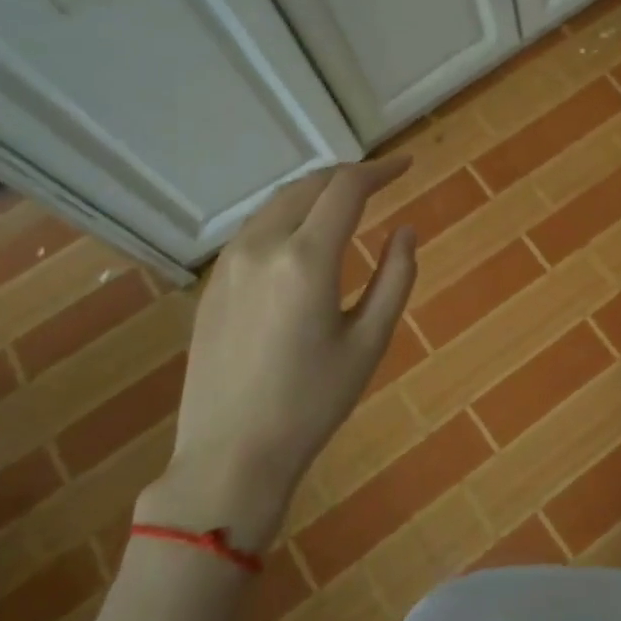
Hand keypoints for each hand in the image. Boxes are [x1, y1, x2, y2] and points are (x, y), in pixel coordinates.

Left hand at [137, 158, 417, 551]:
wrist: (231, 454)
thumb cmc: (312, 402)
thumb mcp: (370, 341)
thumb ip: (395, 277)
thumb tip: (406, 231)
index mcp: (306, 259)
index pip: (346, 189)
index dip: (380, 170)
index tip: (407, 166)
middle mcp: (262, 247)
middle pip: (308, 186)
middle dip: (347, 175)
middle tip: (381, 179)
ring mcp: (229, 263)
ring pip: (276, 203)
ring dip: (315, 192)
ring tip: (346, 200)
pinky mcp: (213, 283)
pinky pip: (255, 229)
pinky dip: (287, 215)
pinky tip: (304, 234)